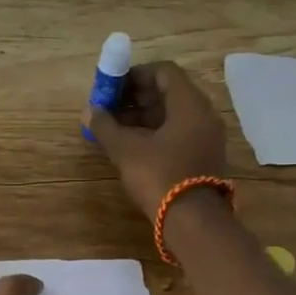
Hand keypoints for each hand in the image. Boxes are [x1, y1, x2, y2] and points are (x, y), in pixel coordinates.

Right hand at [83, 61, 230, 219]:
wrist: (193, 222)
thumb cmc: (160, 176)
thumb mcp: (126, 150)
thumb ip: (106, 126)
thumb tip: (89, 111)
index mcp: (190, 104)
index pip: (164, 72)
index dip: (135, 74)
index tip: (112, 86)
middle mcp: (204, 115)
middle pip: (168, 93)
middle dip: (135, 97)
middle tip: (109, 107)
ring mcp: (206, 137)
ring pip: (172, 115)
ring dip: (142, 116)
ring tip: (113, 129)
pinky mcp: (204, 157)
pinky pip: (178, 133)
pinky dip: (154, 133)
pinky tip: (131, 146)